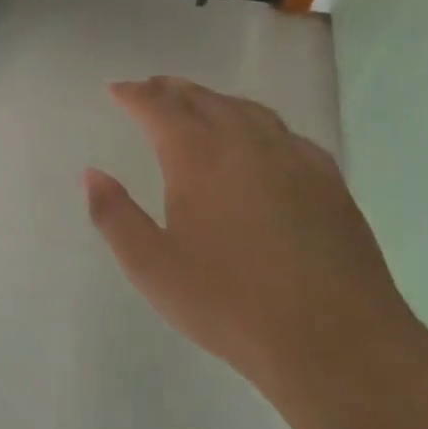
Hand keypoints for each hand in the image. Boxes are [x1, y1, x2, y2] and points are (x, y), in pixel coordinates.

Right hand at [84, 77, 411, 396]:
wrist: (335, 339)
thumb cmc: (230, 303)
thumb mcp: (152, 267)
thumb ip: (114, 215)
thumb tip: (92, 173)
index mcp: (196, 154)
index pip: (157, 107)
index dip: (133, 95)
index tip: (116, 89)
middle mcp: (243, 140)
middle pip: (201, 98)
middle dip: (170, 89)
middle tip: (150, 89)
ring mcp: (291, 155)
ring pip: (244, 108)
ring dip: (213, 100)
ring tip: (197, 104)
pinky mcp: (327, 178)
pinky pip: (283, 132)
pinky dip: (257, 122)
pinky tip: (259, 140)